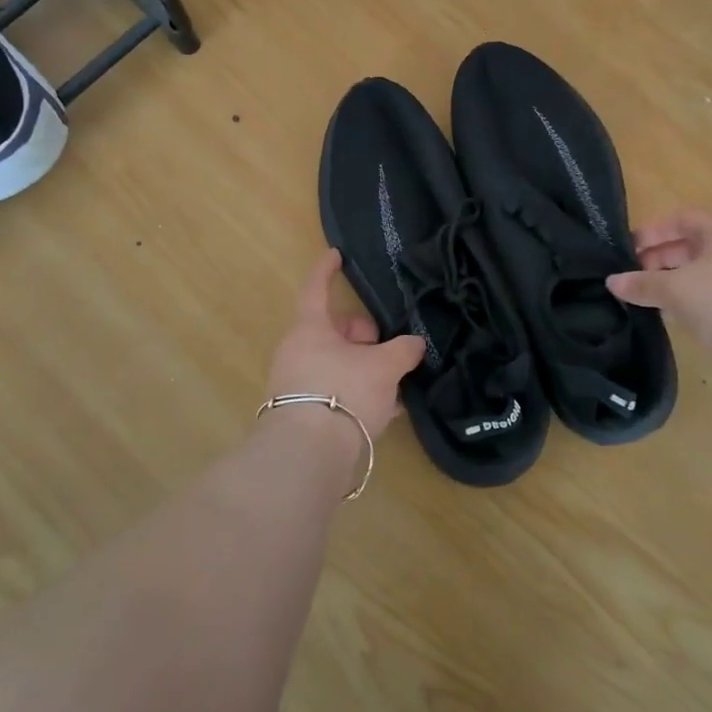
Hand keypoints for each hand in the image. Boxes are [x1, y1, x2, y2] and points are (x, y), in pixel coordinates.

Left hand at [267, 250, 424, 439]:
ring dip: (365, 369)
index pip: (317, 288)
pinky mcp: (302, 414)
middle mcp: (297, 351)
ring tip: (396, 385)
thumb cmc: (344, 393)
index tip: (337, 254)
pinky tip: (385, 411)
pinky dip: (358, 393)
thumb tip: (415, 344)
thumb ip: (403, 350)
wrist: (309, 456)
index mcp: (311, 329)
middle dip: (365, 336)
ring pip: (337, 363)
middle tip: (390, 350)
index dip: (328, 270)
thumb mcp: (384, 367)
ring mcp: (296, 383)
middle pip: (334, 331)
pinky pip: (335, 391)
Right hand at [606, 209, 711, 376]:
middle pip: (693, 245)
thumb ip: (642, 284)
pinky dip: (693, 300)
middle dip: (660, 259)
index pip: (682, 218)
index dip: (653, 231)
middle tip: (633, 278)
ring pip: (704, 272)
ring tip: (647, 299)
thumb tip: (612, 281)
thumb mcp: (676, 291)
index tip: (628, 250)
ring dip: (674, 282)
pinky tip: (675, 319)